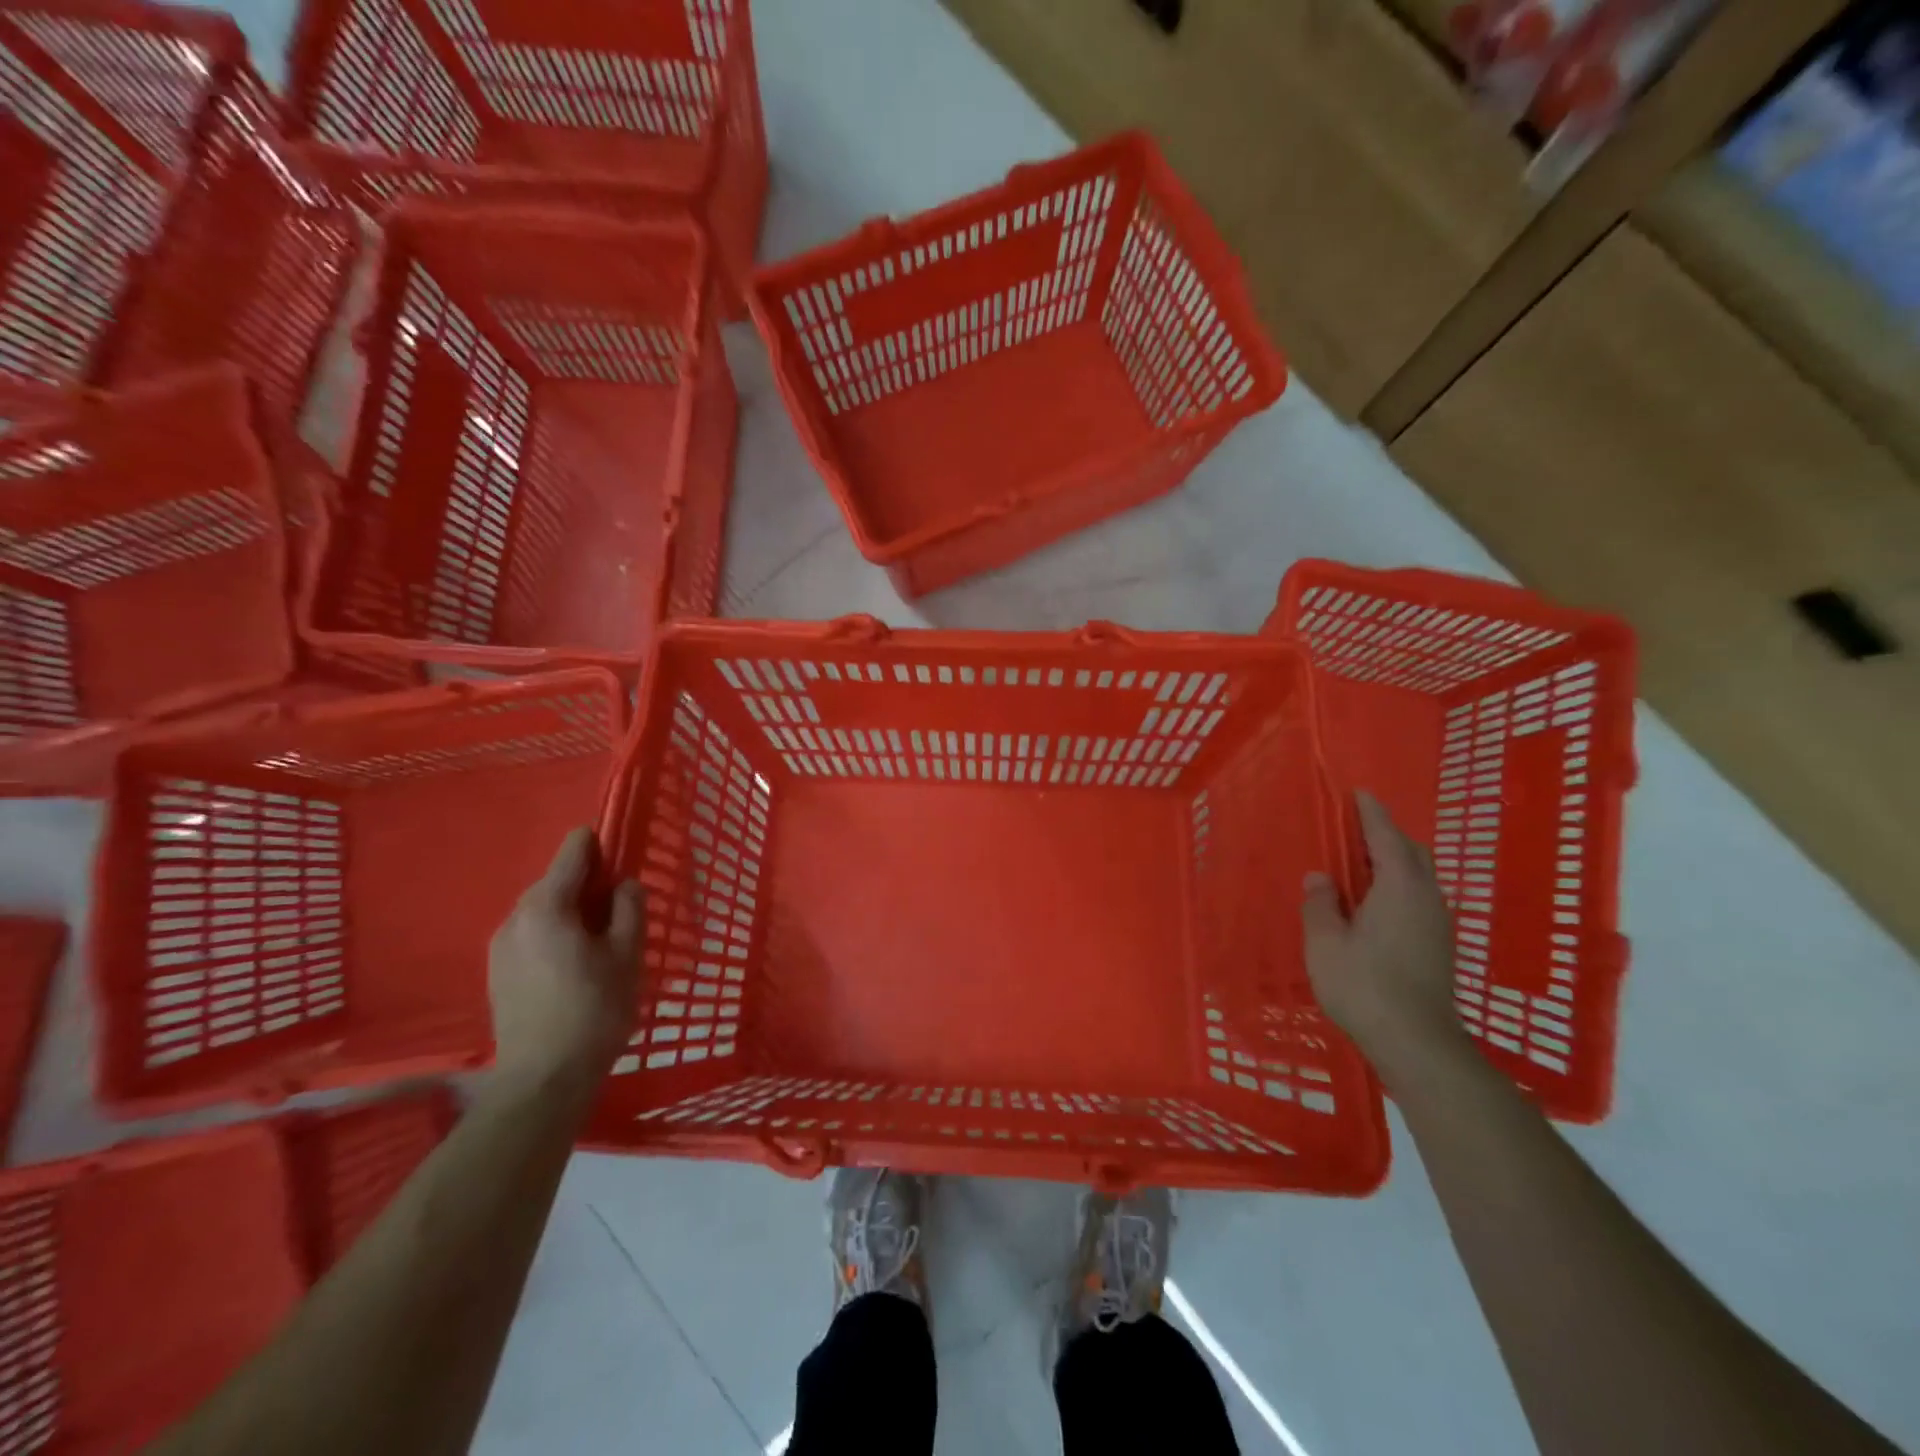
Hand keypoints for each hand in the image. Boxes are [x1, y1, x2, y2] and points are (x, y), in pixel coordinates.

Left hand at [488, 827, 643, 1095]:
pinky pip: (532, 936)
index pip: (574, 849)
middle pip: (557, 880)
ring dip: (573, 915)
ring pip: (544, 911)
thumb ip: (629, 908)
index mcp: (547, 904)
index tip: (625, 867)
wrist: (543, 1081)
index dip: (603, 847)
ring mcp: (500, 947)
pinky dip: (556, 937)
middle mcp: (515, 917)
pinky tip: (576, 969)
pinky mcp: (497, 974)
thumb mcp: (627, 954)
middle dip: (590, 887)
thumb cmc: (594, 1010)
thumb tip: (624, 884)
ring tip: (601, 946)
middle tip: (622, 917)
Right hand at [1302, 792, 1467, 1080]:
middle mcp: (1426, 897)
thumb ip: (1321, 904)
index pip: (1386, 837)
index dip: (1371, 814)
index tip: (1360, 794)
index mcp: (1399, 886)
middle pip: (1412, 853)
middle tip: (1355, 831)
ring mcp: (1438, 924)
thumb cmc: (1364, 984)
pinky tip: (1374, 906)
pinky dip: (1397, 888)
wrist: (1417, 1042)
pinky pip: (1418, 899)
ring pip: (1419, 878)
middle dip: (1387, 836)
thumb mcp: (1325, 941)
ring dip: (1393, 864)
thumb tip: (1321, 878)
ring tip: (1360, 867)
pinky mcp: (1439, 947)